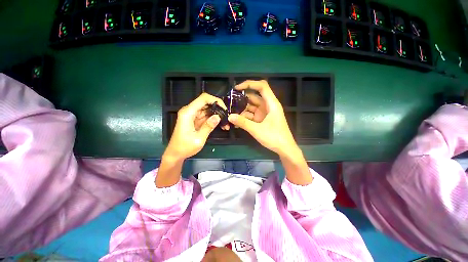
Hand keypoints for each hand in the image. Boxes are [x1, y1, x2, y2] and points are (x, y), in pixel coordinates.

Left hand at [163, 93, 227, 160]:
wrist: (176, 154)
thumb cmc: (184, 147)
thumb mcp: (198, 138)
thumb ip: (208, 126)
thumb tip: (218, 117)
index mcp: (188, 112)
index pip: (203, 98)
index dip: (215, 100)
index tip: (224, 108)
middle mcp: (190, 111)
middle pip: (207, 103)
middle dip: (218, 108)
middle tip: (227, 117)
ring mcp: (193, 115)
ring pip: (208, 109)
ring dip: (217, 115)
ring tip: (226, 123)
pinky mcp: (195, 120)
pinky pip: (206, 116)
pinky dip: (214, 119)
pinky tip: (221, 125)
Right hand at [228, 80, 297, 156]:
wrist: (284, 149)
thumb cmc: (274, 137)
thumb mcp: (257, 130)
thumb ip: (243, 122)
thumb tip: (229, 116)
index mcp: (271, 104)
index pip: (262, 86)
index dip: (249, 84)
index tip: (237, 88)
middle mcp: (267, 106)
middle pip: (254, 97)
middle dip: (241, 99)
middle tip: (229, 103)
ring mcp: (264, 113)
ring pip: (251, 107)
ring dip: (241, 110)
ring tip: (230, 114)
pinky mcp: (262, 120)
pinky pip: (251, 115)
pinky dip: (244, 118)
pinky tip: (236, 122)